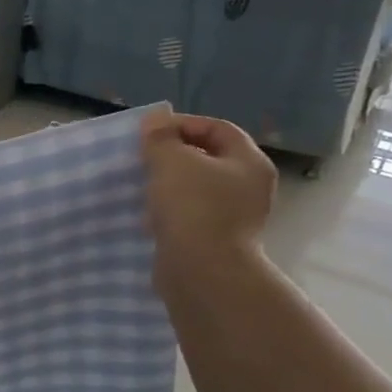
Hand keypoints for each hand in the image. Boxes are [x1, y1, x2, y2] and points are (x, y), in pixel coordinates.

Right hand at [140, 110, 276, 293]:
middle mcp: (249, 187)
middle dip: (174, 155)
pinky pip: (190, 214)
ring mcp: (235, 216)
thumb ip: (161, 137)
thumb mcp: (171, 161)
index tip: (149, 133)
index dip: (183, 124)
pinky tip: (148, 216)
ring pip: (197, 188)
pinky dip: (169, 210)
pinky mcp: (216, 240)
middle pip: (208, 158)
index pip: (218, 128)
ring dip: (169, 184)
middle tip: (143, 158)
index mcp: (249, 162)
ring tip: (142, 186)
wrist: (201, 271)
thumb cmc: (192, 207)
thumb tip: (155, 119)